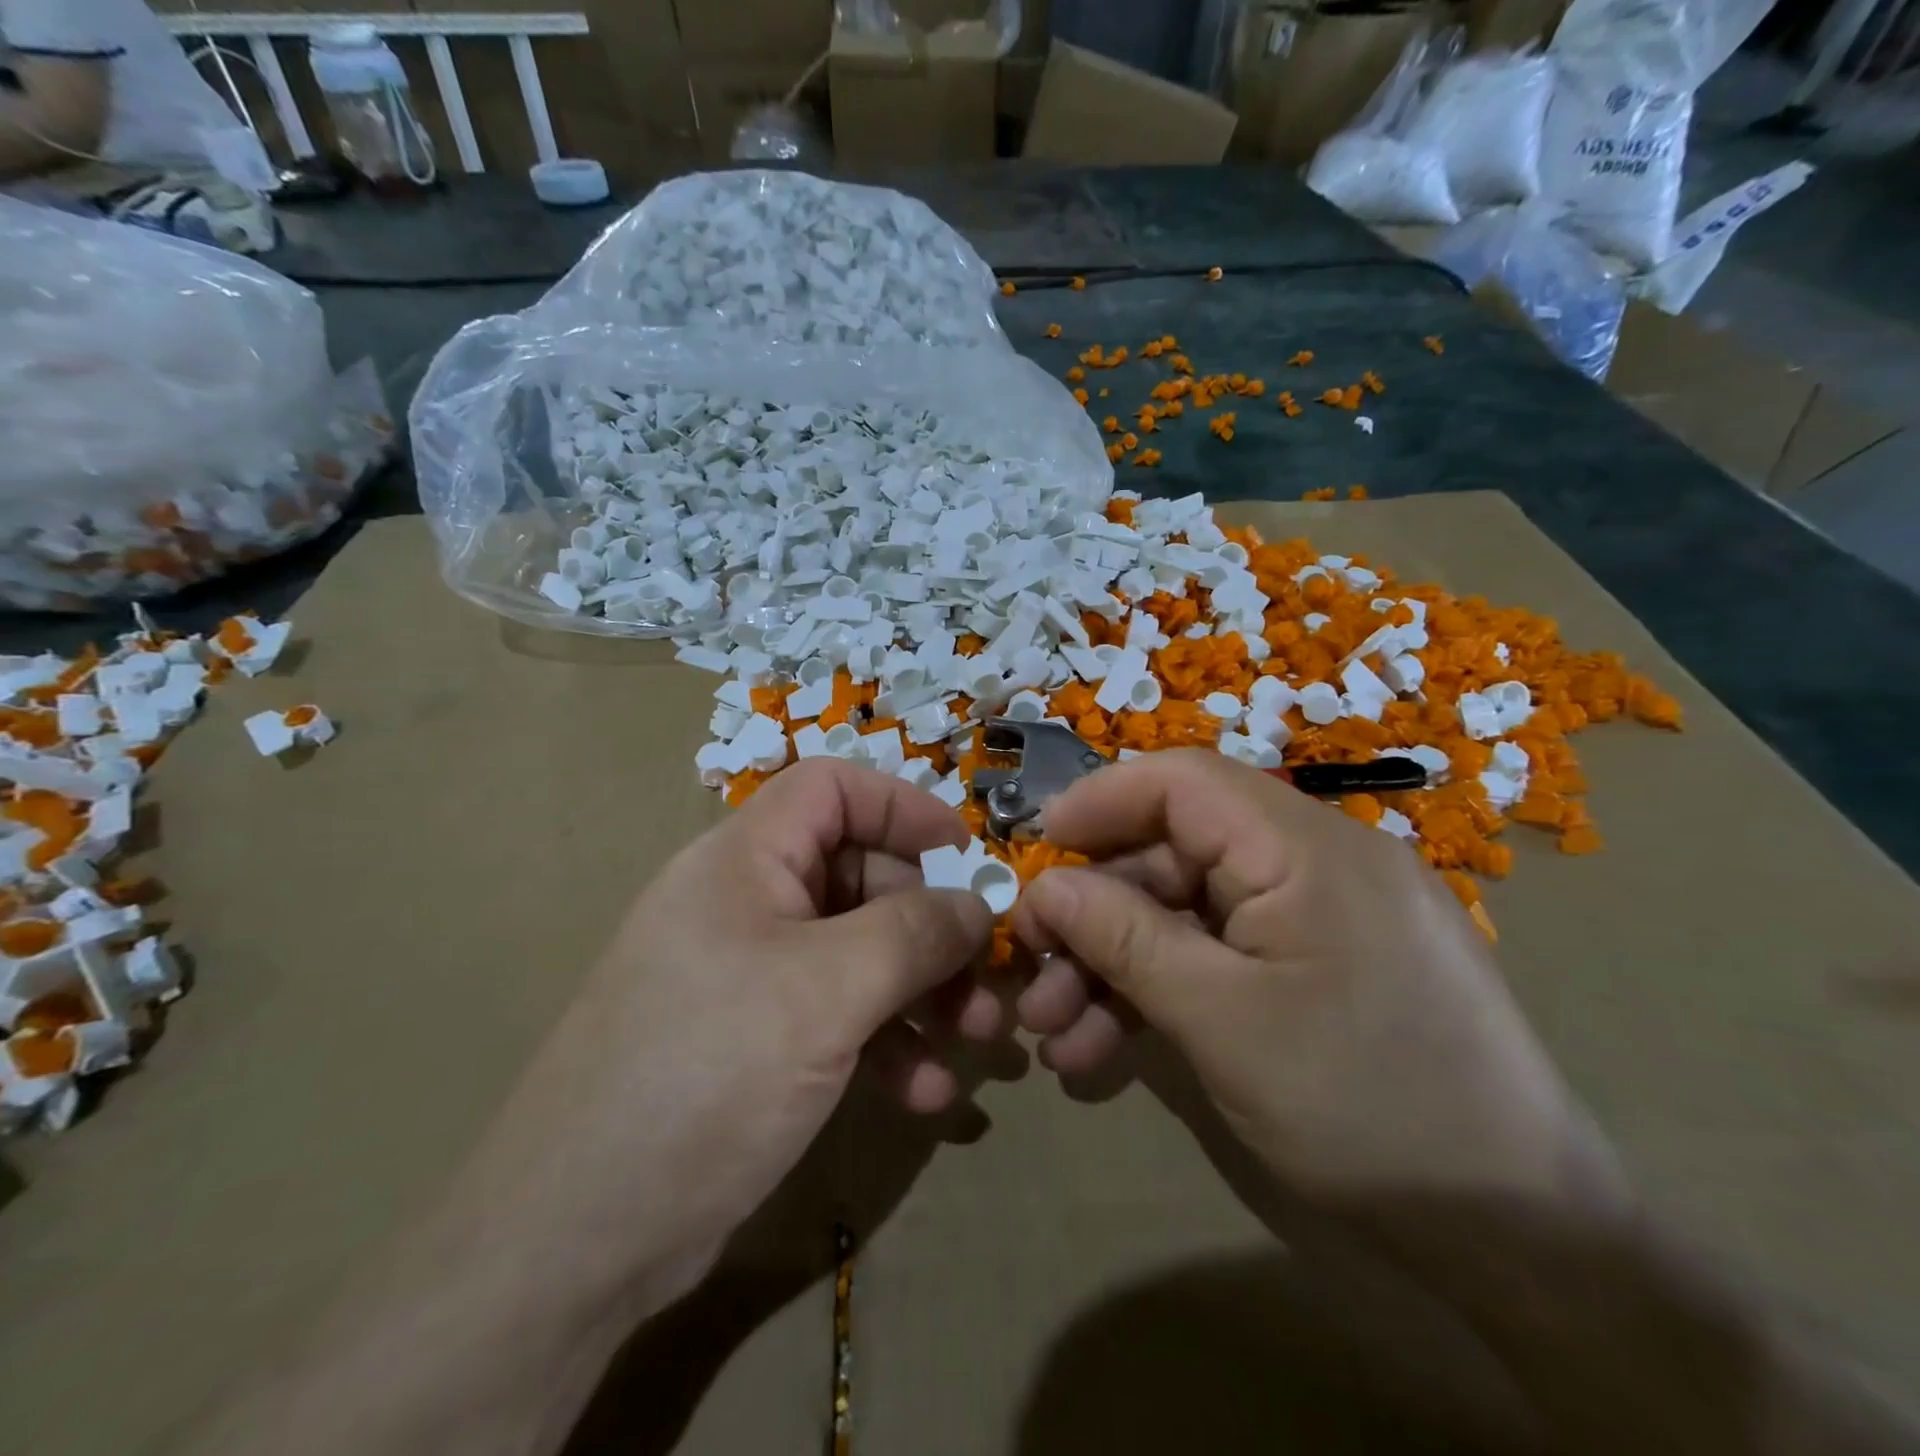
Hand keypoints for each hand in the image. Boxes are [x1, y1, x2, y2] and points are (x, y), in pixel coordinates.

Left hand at [463, 759, 995, 1306]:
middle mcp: (747, 905)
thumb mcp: (825, 991)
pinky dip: (889, 1044)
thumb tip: (976, 905)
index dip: (902, 807)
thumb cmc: (706, 1073)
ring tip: (979, 1038)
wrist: (577, 1240)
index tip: (965, 856)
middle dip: (932, 926)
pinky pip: (841, 1017)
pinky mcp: (759, 1042)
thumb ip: (913, 934)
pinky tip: (928, 1095)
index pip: (832, 790)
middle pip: (860, 878)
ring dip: (925, 992)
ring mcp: (753, 976)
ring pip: (861, 954)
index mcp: (745, 861)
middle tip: (989, 976)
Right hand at [1011, 751, 1608, 1204]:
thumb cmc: (1366, 1109)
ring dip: (1115, 969)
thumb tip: (1042, 886)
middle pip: (1173, 857)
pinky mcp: (1315, 966)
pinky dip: (1162, 994)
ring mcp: (1316, 917)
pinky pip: (1222, 955)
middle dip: (1093, 917)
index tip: (1034, 849)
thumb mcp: (1221, 1020)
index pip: (1182, 781)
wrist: (1522, 1240)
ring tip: (1056, 1039)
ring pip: (1187, 916)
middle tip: (1030, 975)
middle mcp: (1313, 862)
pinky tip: (1106, 1053)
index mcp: (1306, 847)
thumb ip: (1124, 938)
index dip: (1099, 803)